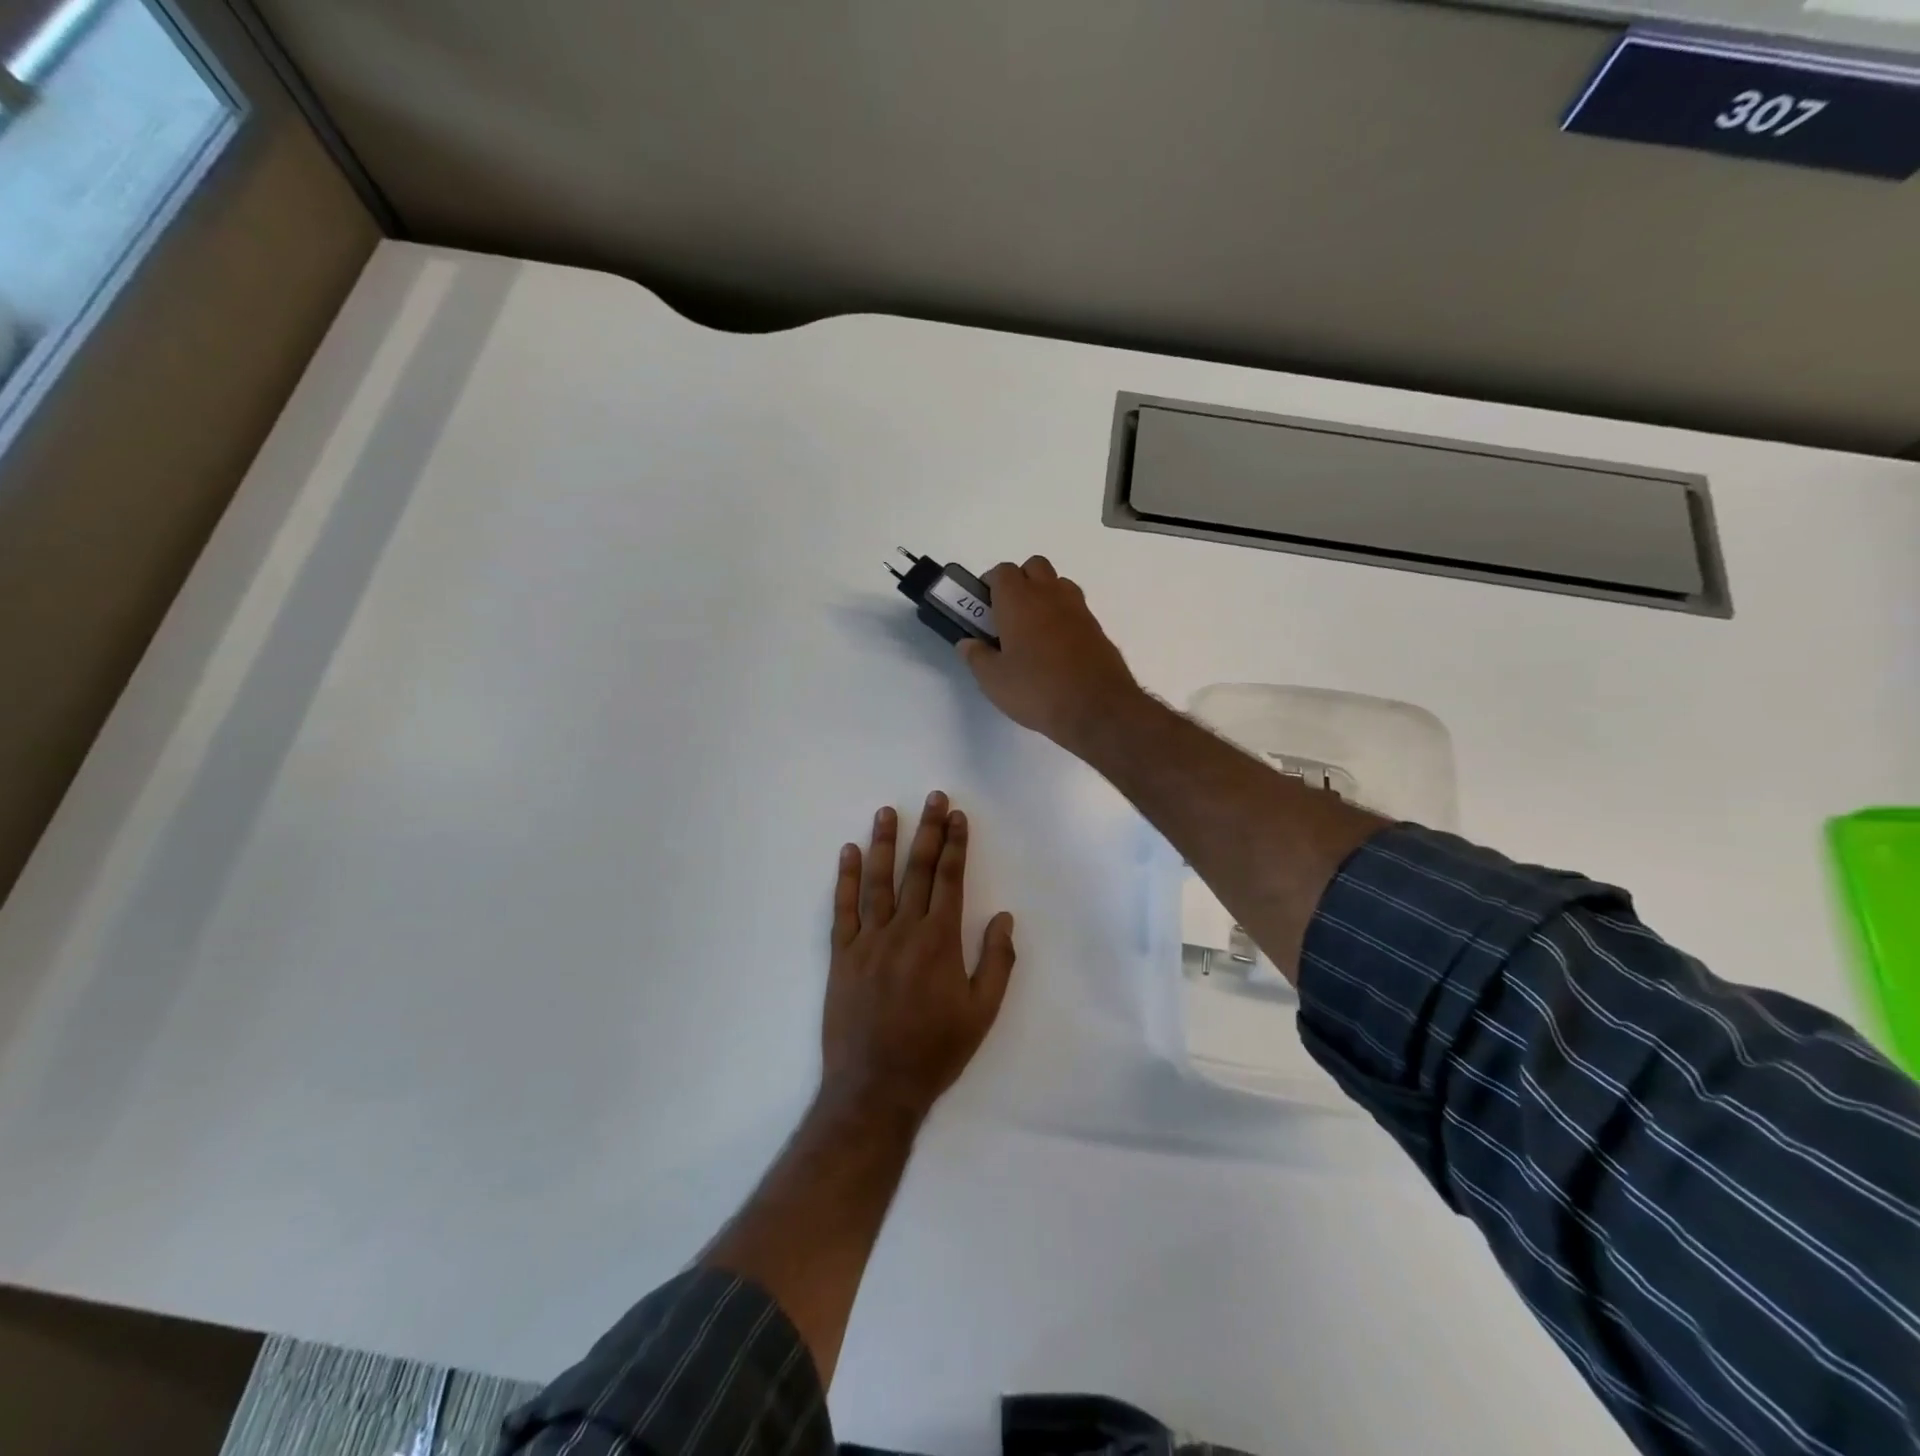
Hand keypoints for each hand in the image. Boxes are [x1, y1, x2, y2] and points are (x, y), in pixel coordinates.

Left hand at [822, 792, 1015, 1122]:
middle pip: (917, 870)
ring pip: (879, 881)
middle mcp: (904, 930)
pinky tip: (849, 853)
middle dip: (927, 831)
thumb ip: (996, 962)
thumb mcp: (982, 1013)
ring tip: (888, 811)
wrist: (875, 1087)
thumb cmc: (935, 1051)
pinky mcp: (842, 955)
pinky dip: (846, 879)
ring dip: (885, 843)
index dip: (955, 845)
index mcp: (940, 941)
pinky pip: (844, 909)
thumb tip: (1004, 917)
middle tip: (933, 798)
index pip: (949, 879)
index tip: (956, 816)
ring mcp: (869, 940)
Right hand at [959, 556, 1141, 752]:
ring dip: (1044, 595)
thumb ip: (976, 657)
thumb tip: (968, 643)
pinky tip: (1056, 649)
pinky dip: (1063, 617)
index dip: (990, 585)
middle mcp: (1049, 594)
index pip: (1002, 571)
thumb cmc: (1036, 689)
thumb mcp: (993, 680)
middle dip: (1019, 581)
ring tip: (1033, 630)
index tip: (983, 608)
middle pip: (1033, 567)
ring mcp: (1078, 608)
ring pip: (1058, 584)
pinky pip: (1075, 609)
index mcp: (1018, 600)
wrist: (1097, 708)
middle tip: (1008, 615)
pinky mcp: (1097, 628)